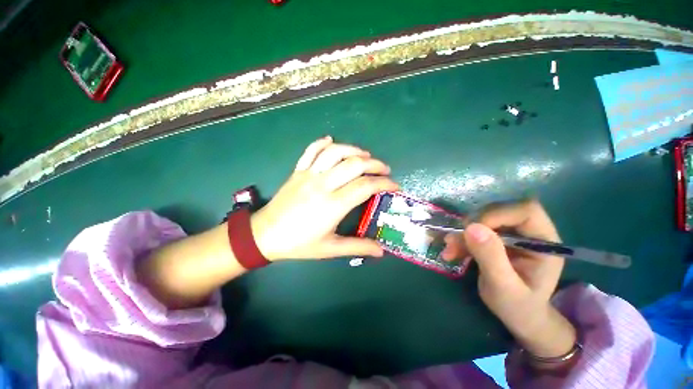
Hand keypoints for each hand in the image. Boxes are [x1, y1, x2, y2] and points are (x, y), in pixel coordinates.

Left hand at [251, 136, 398, 260]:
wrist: (265, 235)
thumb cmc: (299, 243)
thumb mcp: (330, 248)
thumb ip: (357, 247)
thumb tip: (381, 251)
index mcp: (333, 205)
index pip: (365, 187)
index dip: (384, 184)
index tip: (394, 186)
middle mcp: (323, 184)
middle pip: (354, 165)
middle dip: (375, 164)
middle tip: (384, 170)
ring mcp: (308, 174)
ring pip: (335, 152)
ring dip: (353, 150)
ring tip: (365, 156)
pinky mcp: (297, 171)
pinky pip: (310, 150)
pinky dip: (322, 143)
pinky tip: (331, 140)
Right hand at [443, 200, 576, 359]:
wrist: (518, 317)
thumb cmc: (518, 307)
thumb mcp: (504, 288)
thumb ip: (492, 258)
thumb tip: (471, 227)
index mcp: (544, 242)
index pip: (525, 211)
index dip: (497, 214)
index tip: (473, 230)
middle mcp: (528, 233)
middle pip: (499, 211)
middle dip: (474, 224)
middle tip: (456, 242)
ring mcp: (511, 235)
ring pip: (483, 219)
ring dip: (462, 233)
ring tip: (450, 250)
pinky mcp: (496, 239)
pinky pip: (474, 230)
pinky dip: (460, 239)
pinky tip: (451, 252)